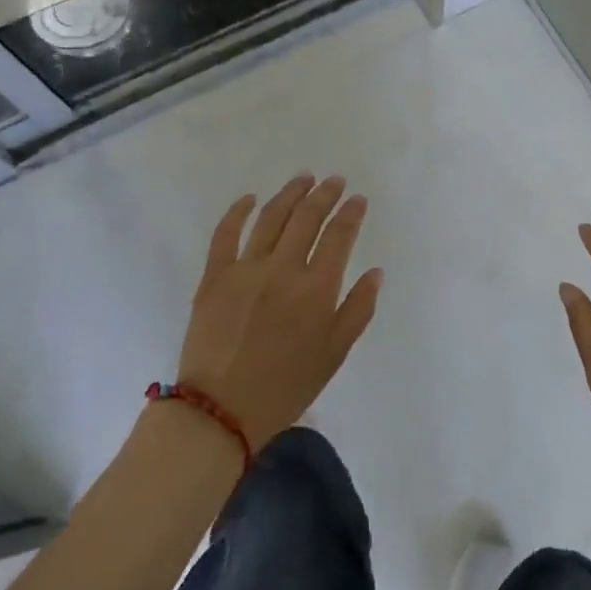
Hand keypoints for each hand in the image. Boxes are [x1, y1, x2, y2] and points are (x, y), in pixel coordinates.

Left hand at [176, 174, 382, 448]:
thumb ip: (358, 309)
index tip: (358, 199)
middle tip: (335, 181)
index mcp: (316, 289)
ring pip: (271, 217)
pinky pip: (226, 233)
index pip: (339, 236)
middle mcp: (283, 270)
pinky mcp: (214, 276)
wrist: (221, 411)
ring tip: (303, 179)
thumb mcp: (335, 354)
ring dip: (290, 194)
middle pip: (307, 218)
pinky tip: (250, 198)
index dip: (351, 213)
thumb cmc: (286, 386)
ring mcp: (245, 269)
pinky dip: (238, 211)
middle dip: (325, 194)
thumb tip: (376, 272)